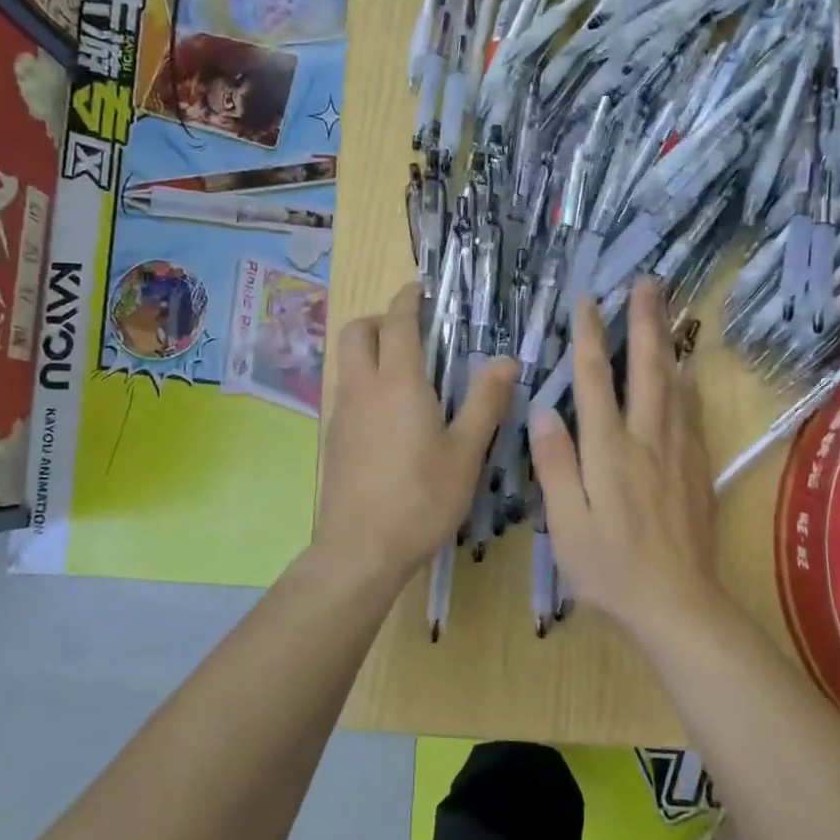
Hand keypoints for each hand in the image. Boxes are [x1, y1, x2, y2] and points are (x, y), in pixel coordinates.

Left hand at [314, 282, 516, 589]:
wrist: (361, 549)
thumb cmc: (421, 498)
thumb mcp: (466, 452)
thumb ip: (486, 402)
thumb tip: (506, 361)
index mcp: (398, 382)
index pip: (397, 322)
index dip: (409, 299)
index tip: (422, 290)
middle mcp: (363, 387)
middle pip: (357, 331)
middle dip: (380, 319)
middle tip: (413, 332)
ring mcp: (342, 413)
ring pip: (347, 361)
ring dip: (370, 350)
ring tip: (407, 374)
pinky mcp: (333, 439)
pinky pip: (346, 391)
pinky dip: (364, 381)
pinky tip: (390, 416)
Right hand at [529, 279, 720, 631]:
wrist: (678, 605)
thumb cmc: (610, 569)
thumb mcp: (566, 524)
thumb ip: (555, 465)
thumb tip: (542, 411)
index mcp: (609, 451)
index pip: (596, 382)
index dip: (590, 338)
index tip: (588, 302)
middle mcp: (647, 440)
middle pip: (647, 370)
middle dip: (644, 322)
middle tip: (648, 283)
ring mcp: (678, 453)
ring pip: (675, 385)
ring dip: (668, 343)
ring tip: (669, 310)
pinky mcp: (697, 470)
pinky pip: (692, 413)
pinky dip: (687, 383)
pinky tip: (688, 371)